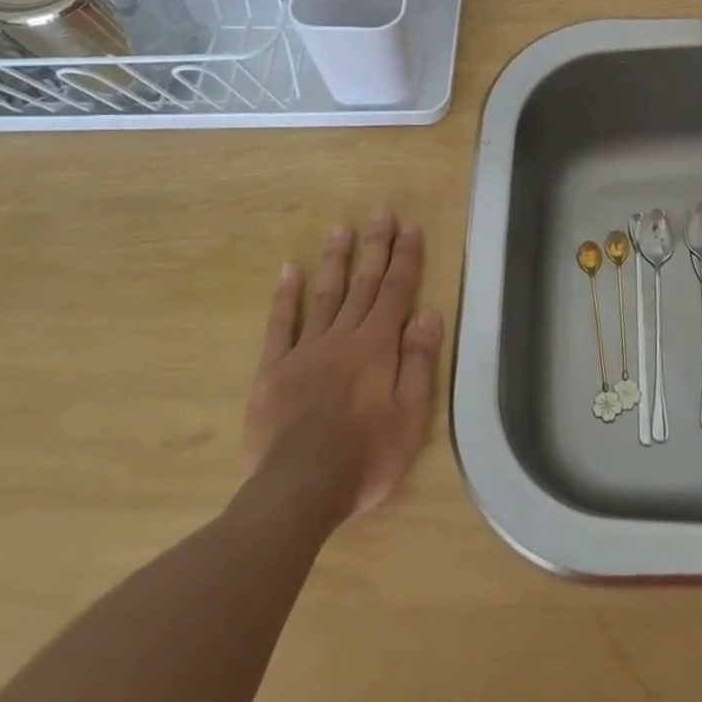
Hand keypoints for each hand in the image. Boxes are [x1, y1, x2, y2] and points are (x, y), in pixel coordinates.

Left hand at [243, 211, 443, 524]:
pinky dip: (286, 297)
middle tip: (380, 213)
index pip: (396, 292)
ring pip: (325, 295)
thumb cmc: (366, 455)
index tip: (410, 228)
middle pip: (363, 284)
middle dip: (375, 247)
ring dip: (336, 261)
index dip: (406, 259)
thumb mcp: (411, 414)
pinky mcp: (274, 370)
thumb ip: (418, 360)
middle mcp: (343, 337)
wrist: (299, 488)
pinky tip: (288, 271)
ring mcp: (305, 350)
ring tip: (341, 229)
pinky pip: (281, 325)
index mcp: (378, 346)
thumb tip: (428, 313)